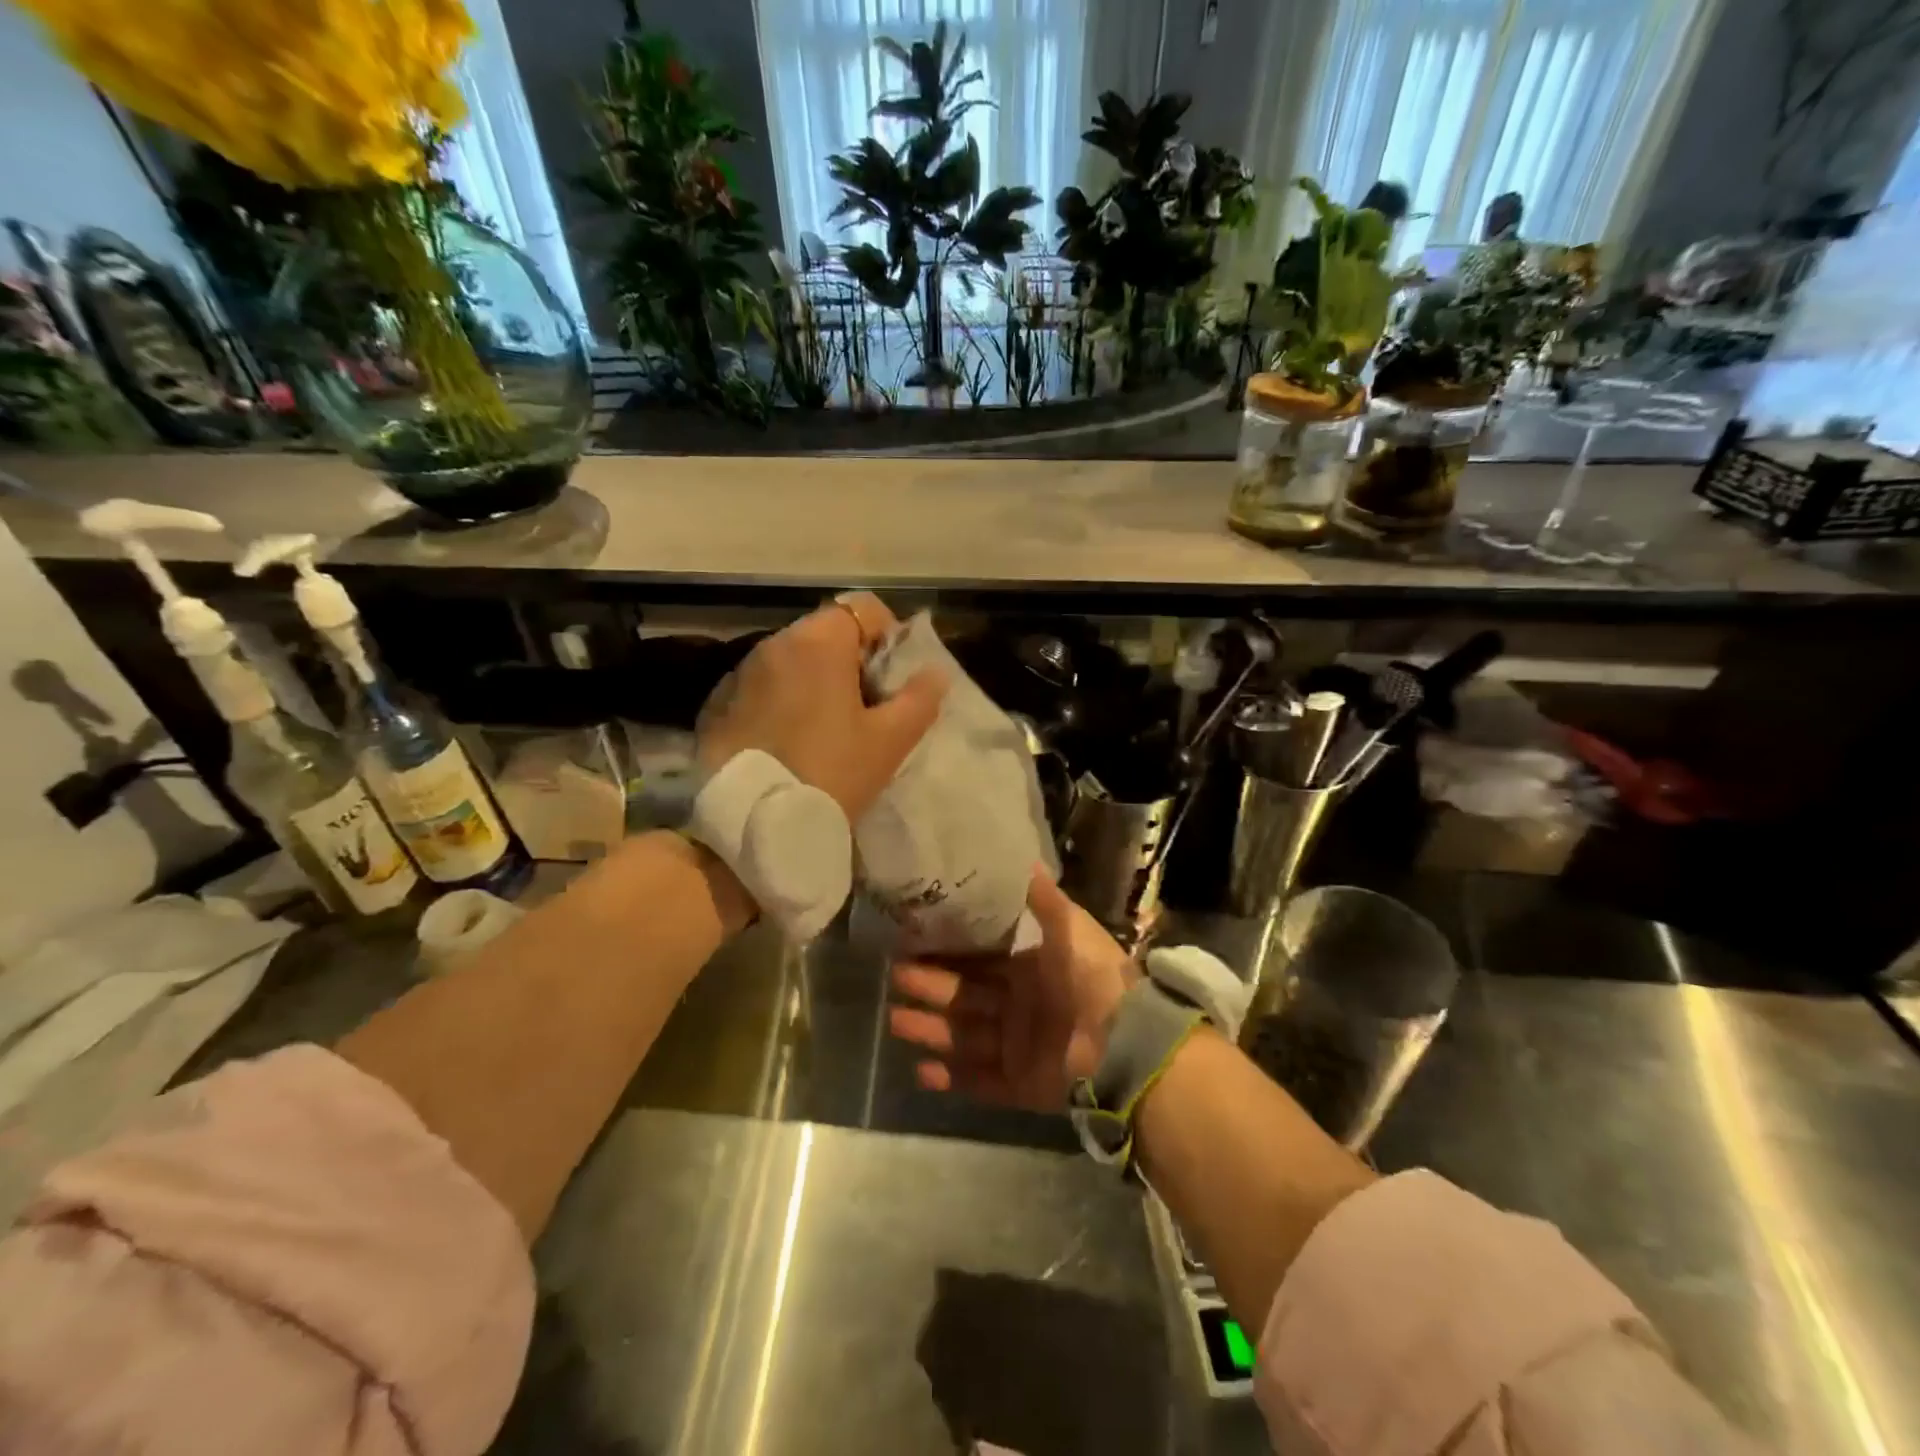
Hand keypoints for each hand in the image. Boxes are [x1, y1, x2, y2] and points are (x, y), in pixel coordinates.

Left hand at [696, 594, 945, 821]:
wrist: (753, 825)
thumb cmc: (832, 774)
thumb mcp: (889, 741)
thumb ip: (919, 699)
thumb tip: (935, 672)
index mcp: (819, 643)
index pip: (863, 608)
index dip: (888, 635)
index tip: (892, 677)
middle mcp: (774, 643)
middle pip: (825, 632)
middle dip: (851, 660)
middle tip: (866, 709)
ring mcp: (741, 673)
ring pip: (792, 660)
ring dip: (814, 680)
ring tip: (826, 729)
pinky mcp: (718, 704)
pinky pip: (763, 686)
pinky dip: (782, 700)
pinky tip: (789, 742)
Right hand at [888, 868, 1135, 1110]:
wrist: (1124, 1043)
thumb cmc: (1091, 978)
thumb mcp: (1070, 928)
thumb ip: (1043, 899)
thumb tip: (1025, 860)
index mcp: (1029, 969)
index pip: (980, 959)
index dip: (949, 952)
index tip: (914, 941)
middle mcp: (1019, 1007)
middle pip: (965, 997)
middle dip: (930, 987)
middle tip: (895, 976)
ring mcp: (1019, 1047)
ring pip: (964, 1037)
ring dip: (931, 1030)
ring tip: (895, 1021)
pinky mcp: (1021, 1085)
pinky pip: (981, 1082)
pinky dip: (952, 1078)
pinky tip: (921, 1072)